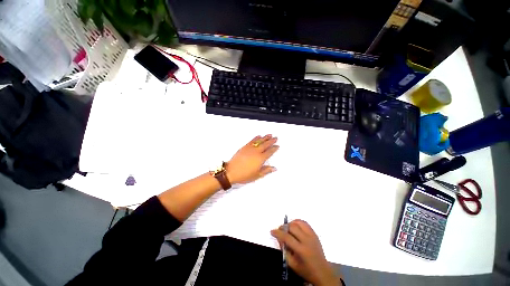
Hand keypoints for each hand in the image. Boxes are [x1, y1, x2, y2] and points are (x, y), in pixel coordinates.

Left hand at [226, 134, 278, 184]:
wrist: (231, 171)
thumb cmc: (244, 175)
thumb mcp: (257, 175)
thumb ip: (266, 170)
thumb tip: (274, 168)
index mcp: (260, 159)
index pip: (269, 152)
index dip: (274, 149)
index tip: (277, 146)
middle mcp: (256, 152)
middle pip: (265, 144)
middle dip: (271, 141)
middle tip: (275, 138)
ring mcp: (250, 148)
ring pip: (259, 141)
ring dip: (265, 137)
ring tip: (269, 135)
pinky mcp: (244, 147)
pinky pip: (252, 141)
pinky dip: (256, 138)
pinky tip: (258, 136)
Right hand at [271, 220, 340, 285]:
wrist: (322, 272)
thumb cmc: (306, 270)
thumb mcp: (292, 264)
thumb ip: (284, 250)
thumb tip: (279, 238)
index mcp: (301, 250)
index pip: (287, 237)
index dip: (278, 233)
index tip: (272, 231)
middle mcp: (307, 240)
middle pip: (292, 227)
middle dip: (284, 227)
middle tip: (280, 230)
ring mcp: (312, 235)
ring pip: (298, 222)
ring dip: (290, 223)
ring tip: (287, 228)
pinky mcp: (314, 233)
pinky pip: (304, 223)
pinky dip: (298, 222)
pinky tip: (294, 226)